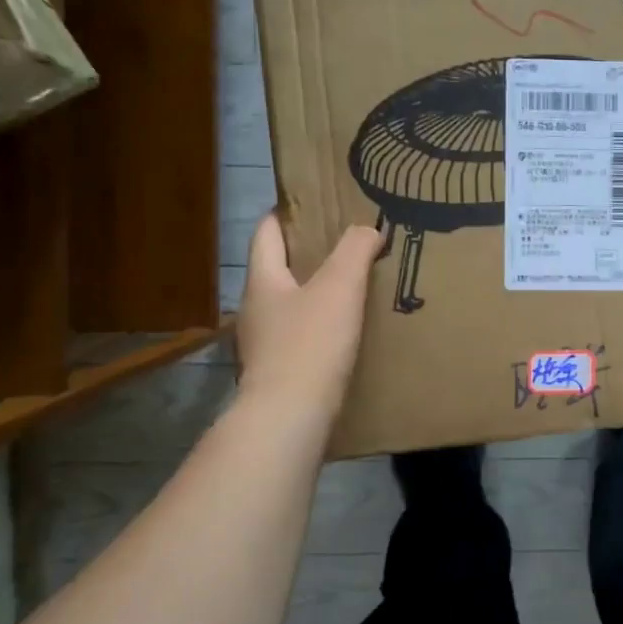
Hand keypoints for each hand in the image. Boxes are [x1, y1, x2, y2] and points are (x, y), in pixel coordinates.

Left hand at [235, 213, 383, 411]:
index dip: (286, 214)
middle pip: (277, 269)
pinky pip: (298, 337)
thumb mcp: (339, 287)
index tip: (314, 204)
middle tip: (346, 245)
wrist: (289, 418)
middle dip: (307, 255)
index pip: (265, 232)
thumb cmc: (310, 344)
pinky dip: (318, 327)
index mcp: (262, 280)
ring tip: (352, 289)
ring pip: (289, 305)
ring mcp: (262, 344)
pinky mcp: (276, 373)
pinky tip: (345, 334)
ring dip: (315, 293)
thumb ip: (355, 250)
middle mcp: (254, 309)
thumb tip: (368, 229)